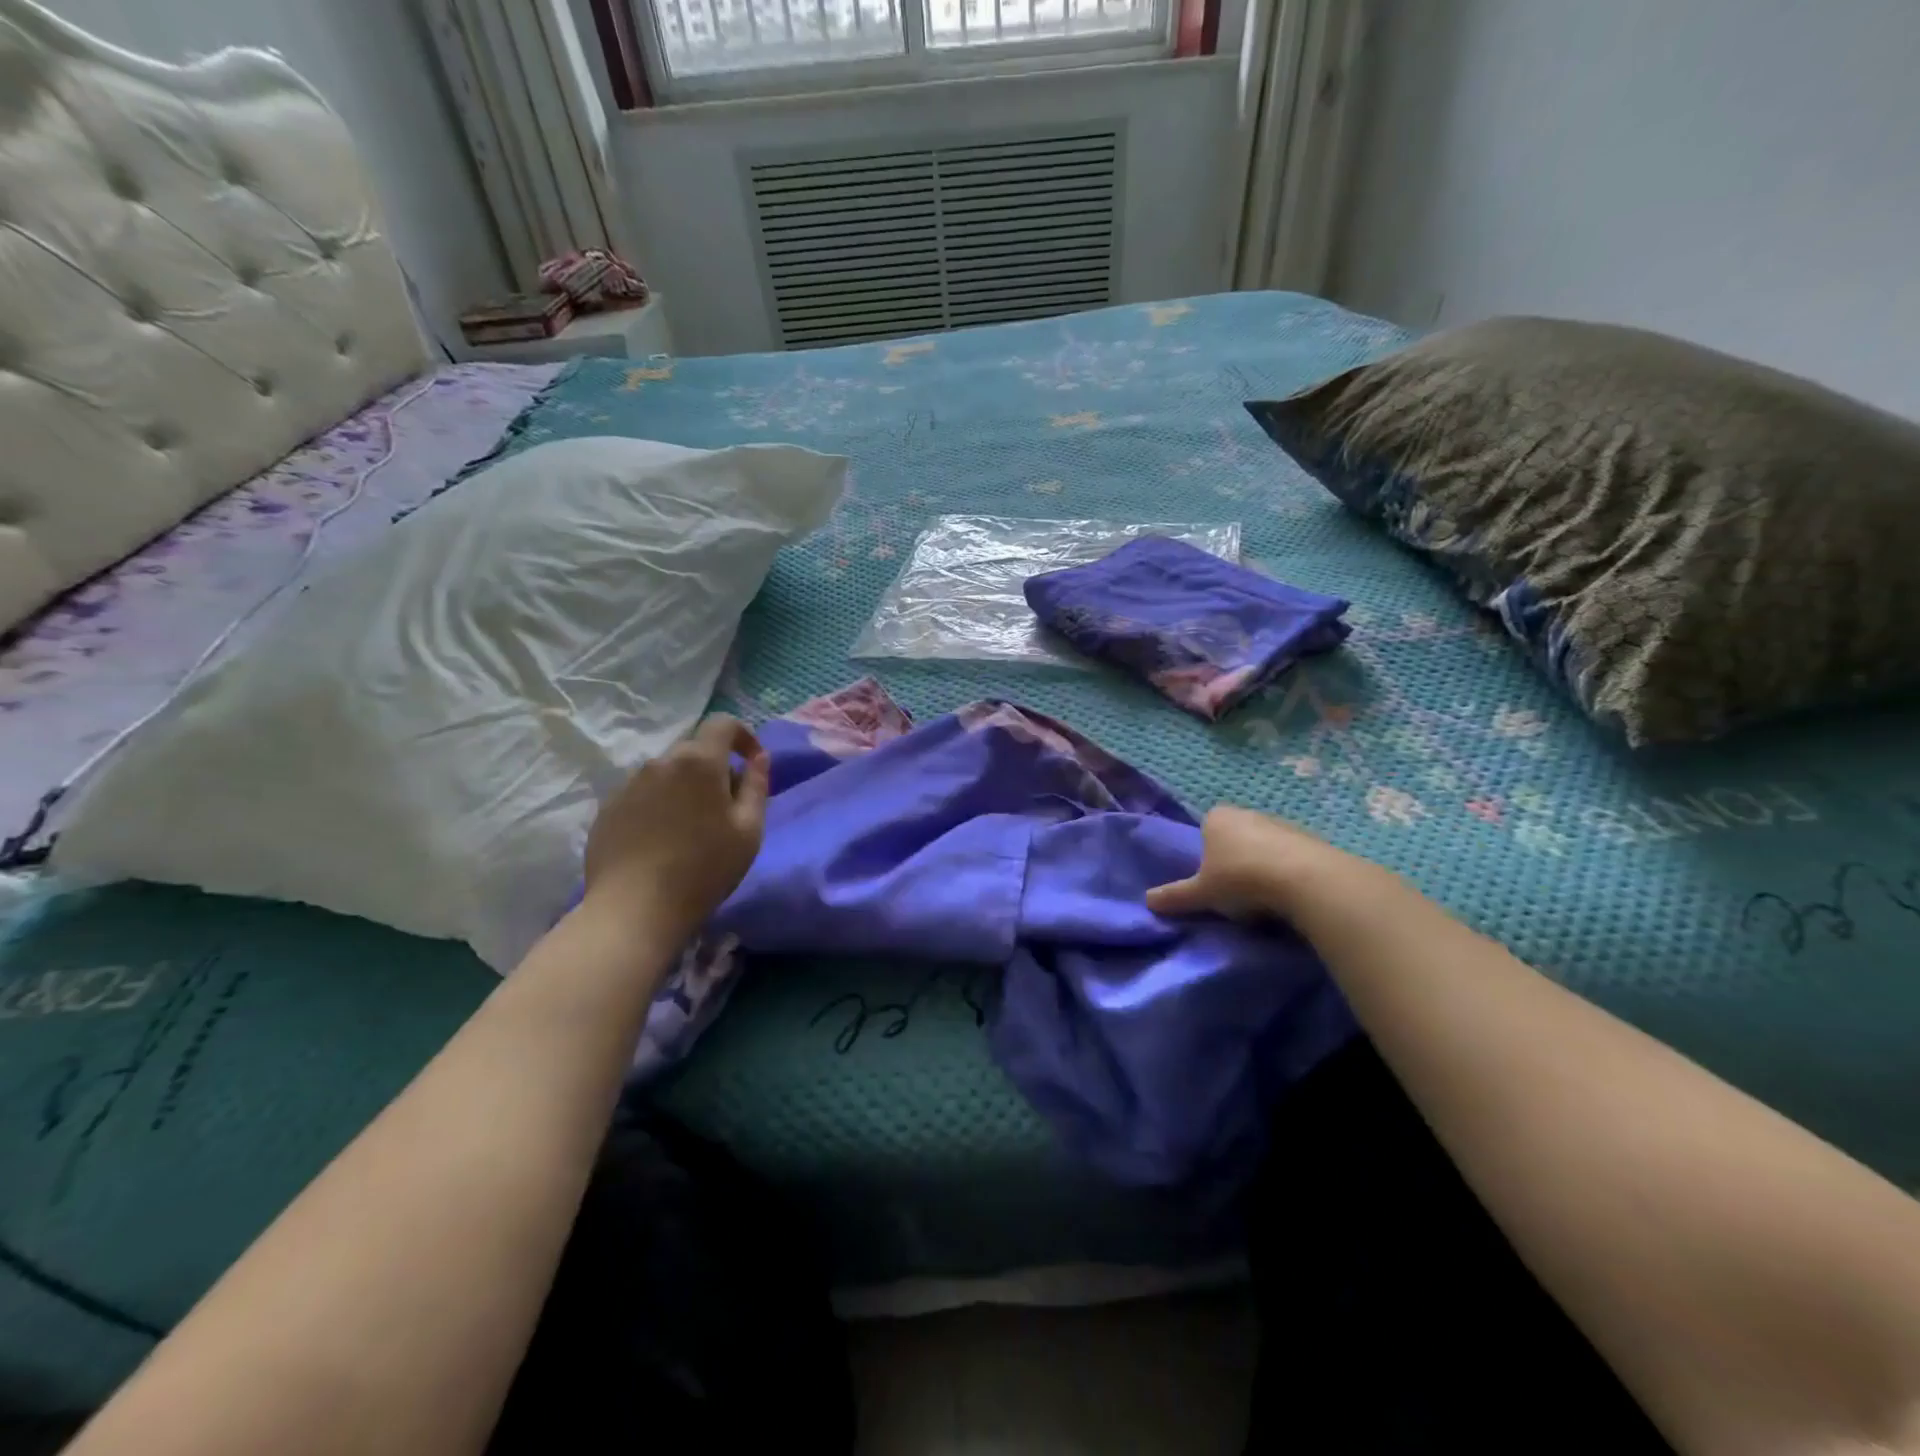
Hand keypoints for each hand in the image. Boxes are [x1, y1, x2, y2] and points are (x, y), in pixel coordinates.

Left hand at [582, 716, 770, 937]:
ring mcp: (628, 784)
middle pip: (694, 750)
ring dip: (685, 788)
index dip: (743, 736)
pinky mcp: (607, 809)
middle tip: (726, 807)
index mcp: (699, 761)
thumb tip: (759, 758)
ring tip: (691, 828)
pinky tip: (662, 842)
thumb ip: (757, 785)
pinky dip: (659, 806)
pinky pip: (642, 795)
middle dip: (715, 768)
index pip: (723, 723)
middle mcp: (660, 762)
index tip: (752, 762)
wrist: (635, 910)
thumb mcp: (749, 830)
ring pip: (667, 773)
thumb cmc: (704, 869)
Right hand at [1146, 805, 1383, 920]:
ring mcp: (1281, 823)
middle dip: (1233, 859)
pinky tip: (1287, 895)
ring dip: (1262, 865)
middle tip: (1234, 890)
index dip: (1205, 855)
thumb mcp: (1202, 894)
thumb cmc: (1241, 880)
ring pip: (1263, 845)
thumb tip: (1147, 901)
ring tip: (1263, 898)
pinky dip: (1287, 871)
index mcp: (1216, 817)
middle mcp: (1247, 813)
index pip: (1204, 830)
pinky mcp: (1310, 839)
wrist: (1306, 880)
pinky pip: (1290, 855)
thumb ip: (1175, 896)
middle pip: (1235, 836)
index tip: (1211, 880)